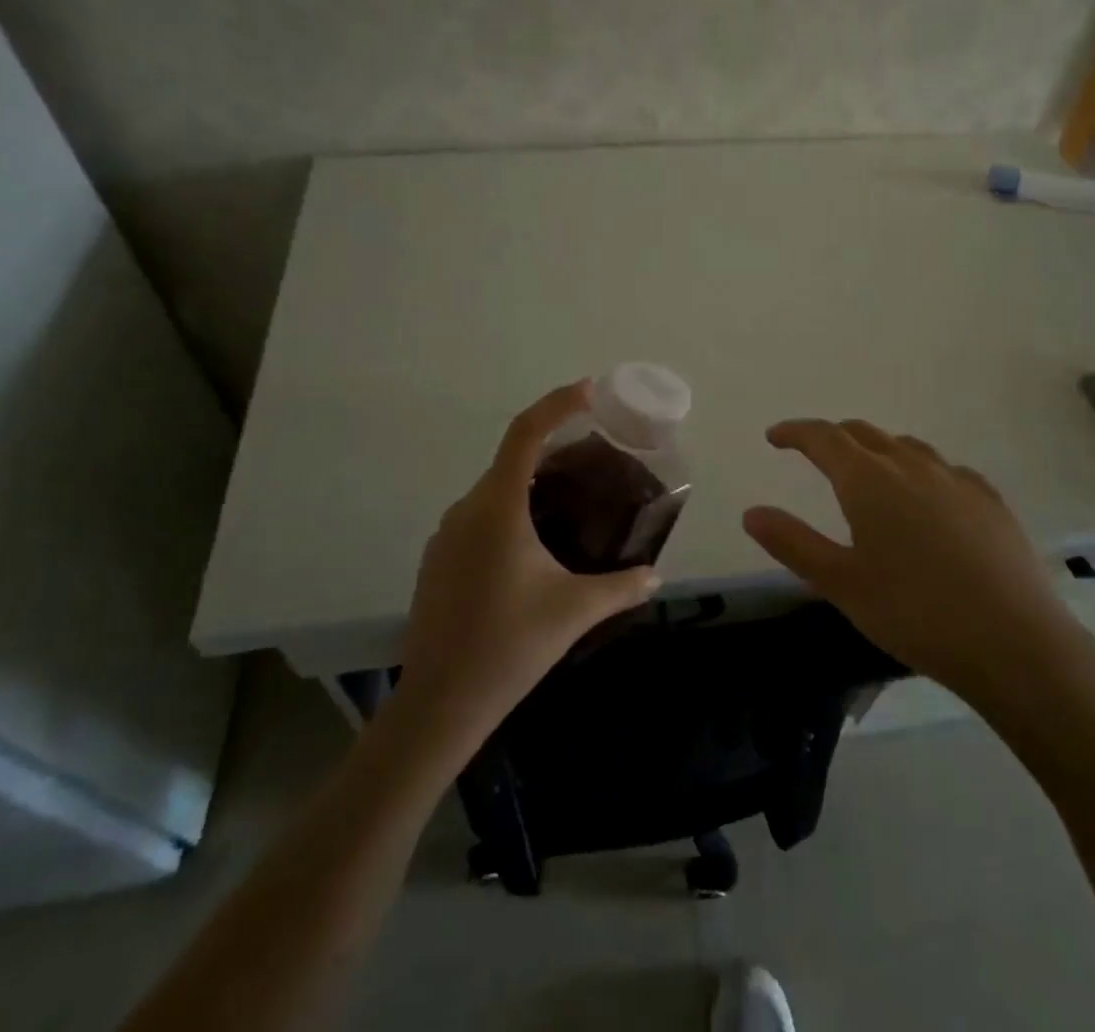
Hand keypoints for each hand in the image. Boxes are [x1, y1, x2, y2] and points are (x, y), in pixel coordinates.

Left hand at [395, 381, 662, 746]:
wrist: (439, 704)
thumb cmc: (509, 646)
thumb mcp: (574, 611)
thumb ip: (621, 587)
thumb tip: (656, 577)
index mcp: (498, 507)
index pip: (526, 433)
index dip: (557, 404)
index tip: (590, 390)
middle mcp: (467, 509)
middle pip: (512, 459)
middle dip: (554, 448)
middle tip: (596, 457)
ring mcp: (446, 534)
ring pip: (496, 490)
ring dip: (532, 484)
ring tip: (573, 500)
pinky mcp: (438, 559)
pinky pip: (481, 516)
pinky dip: (512, 510)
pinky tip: (536, 545)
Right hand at [742, 419, 1087, 715]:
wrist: (1014, 642)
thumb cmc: (914, 613)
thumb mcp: (841, 584)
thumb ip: (793, 543)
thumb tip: (751, 512)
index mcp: (868, 480)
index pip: (823, 437)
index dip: (795, 432)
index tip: (775, 436)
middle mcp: (911, 465)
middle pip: (863, 433)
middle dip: (833, 437)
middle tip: (814, 453)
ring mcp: (955, 479)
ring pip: (906, 446)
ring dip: (877, 449)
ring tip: (868, 472)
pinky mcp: (990, 500)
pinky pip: (944, 469)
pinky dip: (920, 470)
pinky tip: (928, 498)